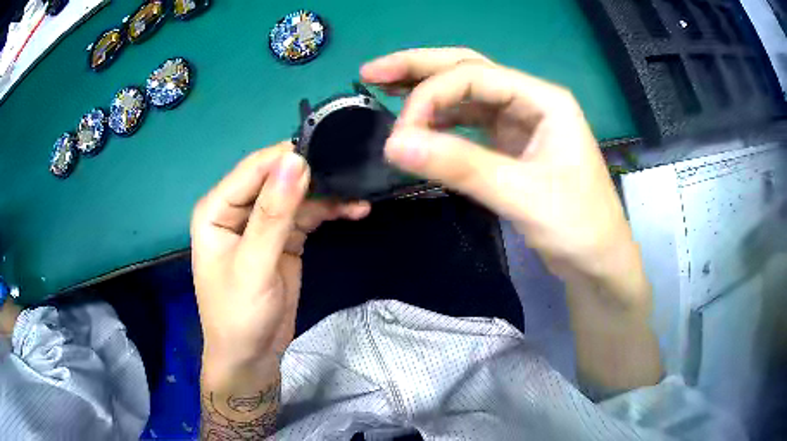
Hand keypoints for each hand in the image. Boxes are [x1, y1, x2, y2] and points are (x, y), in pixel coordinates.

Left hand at [191, 142, 369, 370]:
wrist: (252, 357)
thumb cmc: (239, 315)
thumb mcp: (254, 266)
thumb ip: (273, 214)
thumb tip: (295, 161)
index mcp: (217, 209)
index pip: (254, 169)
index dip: (288, 158)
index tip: (329, 150)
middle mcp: (238, 209)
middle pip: (277, 178)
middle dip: (313, 174)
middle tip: (351, 170)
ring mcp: (262, 223)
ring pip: (297, 195)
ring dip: (328, 194)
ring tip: (360, 194)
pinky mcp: (284, 239)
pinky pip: (308, 216)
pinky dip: (330, 212)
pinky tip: (355, 210)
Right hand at [361, 48, 641, 305]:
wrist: (596, 261)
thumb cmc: (577, 225)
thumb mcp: (522, 194)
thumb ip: (460, 166)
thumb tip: (395, 144)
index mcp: (544, 100)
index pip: (475, 76)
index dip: (431, 95)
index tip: (401, 131)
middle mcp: (531, 101)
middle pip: (468, 70)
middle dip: (419, 68)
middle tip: (372, 72)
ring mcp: (521, 122)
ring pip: (466, 94)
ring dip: (427, 91)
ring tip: (385, 89)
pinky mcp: (512, 145)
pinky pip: (470, 123)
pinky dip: (441, 121)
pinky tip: (419, 125)